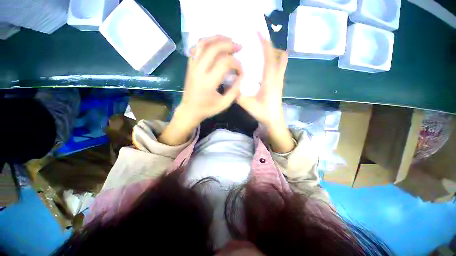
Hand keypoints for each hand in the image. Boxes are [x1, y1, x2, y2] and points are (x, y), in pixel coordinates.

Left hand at [159, 36, 242, 145]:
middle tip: (238, 47)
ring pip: (203, 43)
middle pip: (213, 48)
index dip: (236, 64)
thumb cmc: (207, 109)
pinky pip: (196, 47)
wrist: (189, 110)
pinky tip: (214, 44)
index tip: (241, 70)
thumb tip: (241, 78)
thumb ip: (234, 91)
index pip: (225, 63)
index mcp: (208, 82)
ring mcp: (192, 66)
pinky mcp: (190, 66)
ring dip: (217, 38)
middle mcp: (199, 70)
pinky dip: (206, 42)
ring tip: (228, 40)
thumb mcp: (223, 104)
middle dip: (228, 44)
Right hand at [236, 34, 287, 128]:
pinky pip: (279, 68)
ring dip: (273, 54)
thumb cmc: (263, 113)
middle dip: (271, 48)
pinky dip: (273, 62)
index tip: (259, 33)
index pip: (270, 58)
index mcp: (270, 81)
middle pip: (281, 56)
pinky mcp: (279, 84)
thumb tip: (229, 84)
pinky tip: (262, 67)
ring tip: (260, 54)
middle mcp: (277, 78)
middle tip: (259, 46)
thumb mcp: (248, 105)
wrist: (274, 120)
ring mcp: (280, 81)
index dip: (265, 44)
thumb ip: (238, 95)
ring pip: (281, 62)